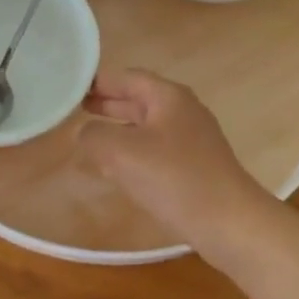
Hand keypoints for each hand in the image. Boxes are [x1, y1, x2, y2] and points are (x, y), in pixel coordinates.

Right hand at [78, 69, 271, 245]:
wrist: (228, 222)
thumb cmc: (175, 178)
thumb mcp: (122, 152)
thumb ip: (94, 136)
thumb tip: (84, 132)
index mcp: (168, 97)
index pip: (127, 77)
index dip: (98, 81)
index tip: (69, 86)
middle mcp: (182, 112)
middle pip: (138, 100)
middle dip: (107, 104)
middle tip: (73, 109)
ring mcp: (191, 140)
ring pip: (146, 127)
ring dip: (118, 129)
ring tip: (88, 137)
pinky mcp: (193, 167)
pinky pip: (155, 150)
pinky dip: (132, 152)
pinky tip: (115, 168)